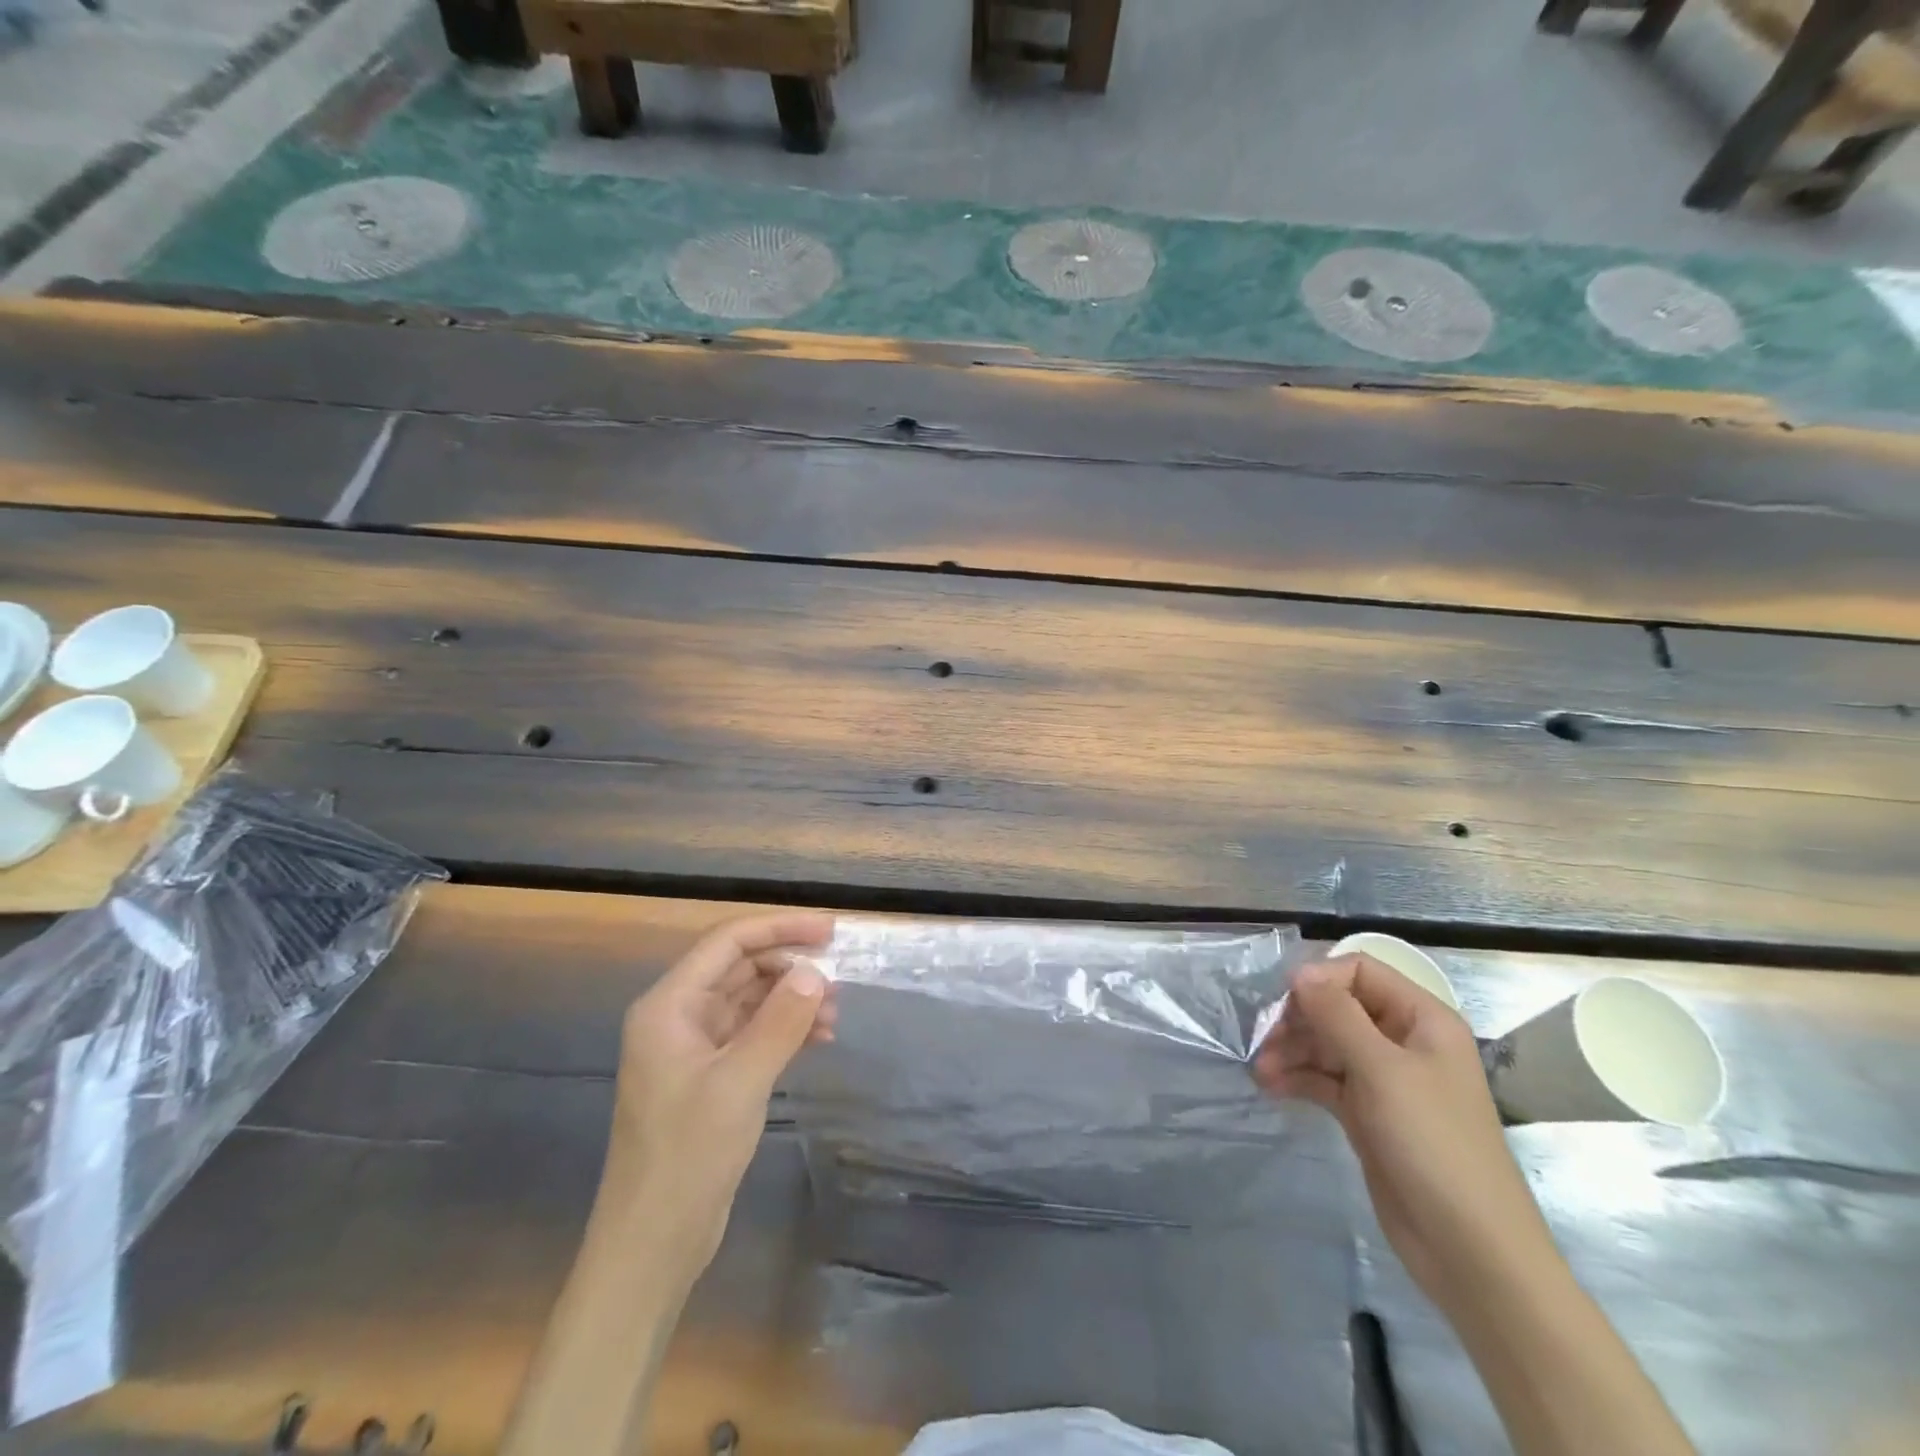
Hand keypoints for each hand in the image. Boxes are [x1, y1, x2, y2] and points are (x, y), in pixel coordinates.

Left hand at [597, 912, 836, 1278]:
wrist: (652, 1244)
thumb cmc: (687, 1156)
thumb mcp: (740, 1083)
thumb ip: (780, 1021)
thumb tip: (815, 972)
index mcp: (669, 1006)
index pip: (728, 943)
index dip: (779, 929)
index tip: (829, 932)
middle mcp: (678, 1017)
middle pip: (740, 968)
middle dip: (790, 967)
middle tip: (839, 978)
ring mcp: (694, 1048)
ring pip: (750, 1002)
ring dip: (792, 1000)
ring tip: (836, 1013)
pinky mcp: (710, 1077)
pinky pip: (752, 1034)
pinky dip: (785, 1030)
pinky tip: (819, 1040)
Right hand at [1253, 955, 1556, 1307]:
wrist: (1470, 1250)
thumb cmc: (1433, 1144)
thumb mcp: (1381, 1070)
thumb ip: (1337, 1014)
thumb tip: (1300, 972)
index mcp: (1422, 1020)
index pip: (1361, 971)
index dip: (1321, 979)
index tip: (1285, 1003)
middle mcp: (1404, 1042)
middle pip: (1338, 1006)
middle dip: (1299, 1019)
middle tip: (1264, 1041)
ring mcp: (1386, 1080)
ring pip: (1327, 1044)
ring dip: (1292, 1050)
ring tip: (1260, 1071)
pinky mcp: (1369, 1114)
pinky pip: (1326, 1079)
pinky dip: (1298, 1078)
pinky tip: (1271, 1087)